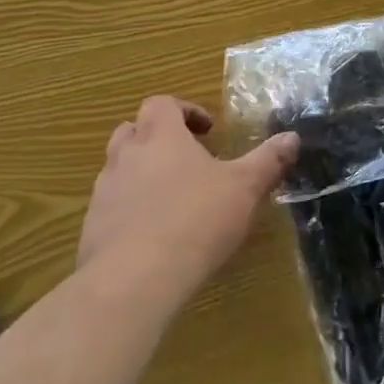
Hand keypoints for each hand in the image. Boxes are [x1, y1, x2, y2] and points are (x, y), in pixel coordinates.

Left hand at [79, 96, 297, 299]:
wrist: (135, 279)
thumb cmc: (196, 220)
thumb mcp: (245, 188)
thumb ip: (268, 161)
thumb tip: (292, 137)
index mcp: (161, 136)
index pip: (162, 104)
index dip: (184, 111)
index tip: (207, 130)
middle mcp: (126, 156)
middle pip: (132, 130)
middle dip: (157, 138)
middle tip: (185, 158)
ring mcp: (105, 192)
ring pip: (118, 168)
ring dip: (140, 173)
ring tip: (170, 198)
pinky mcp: (92, 227)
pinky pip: (110, 207)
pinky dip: (128, 210)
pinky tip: (151, 236)